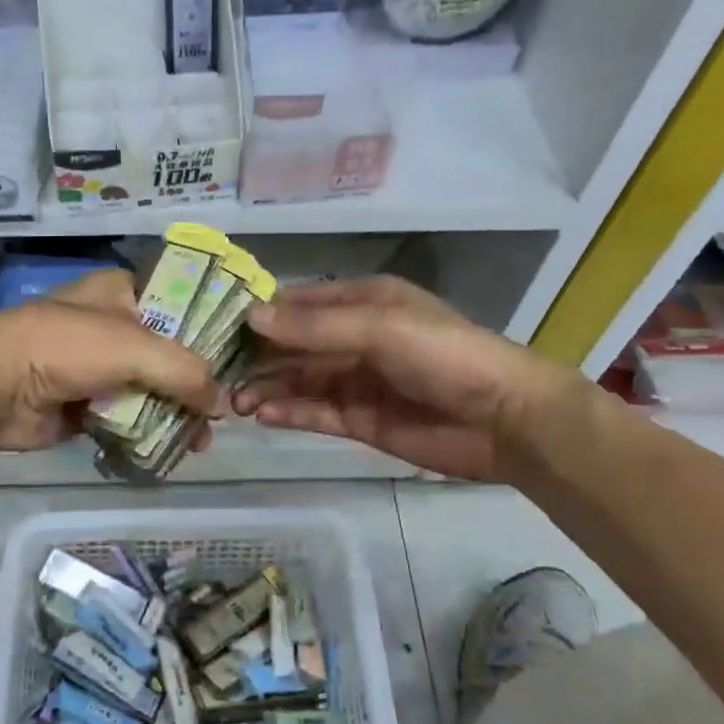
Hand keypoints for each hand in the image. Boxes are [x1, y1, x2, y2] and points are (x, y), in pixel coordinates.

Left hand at [0, 270, 220, 451]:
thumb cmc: (66, 347)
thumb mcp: (136, 348)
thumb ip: (185, 372)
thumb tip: (219, 405)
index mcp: (123, 294)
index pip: (181, 305)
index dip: (211, 333)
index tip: (241, 362)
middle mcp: (114, 327)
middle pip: (169, 356)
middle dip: (195, 387)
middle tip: (222, 416)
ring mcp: (98, 368)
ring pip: (151, 391)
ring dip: (175, 416)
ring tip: (201, 444)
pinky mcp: (86, 405)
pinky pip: (128, 419)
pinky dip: (147, 434)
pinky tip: (172, 452)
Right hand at [232, 276, 580, 481]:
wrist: (504, 419)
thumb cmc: (443, 355)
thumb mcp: (380, 327)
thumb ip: (315, 326)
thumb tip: (252, 316)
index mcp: (363, 302)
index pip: (300, 302)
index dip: (262, 312)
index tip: (219, 325)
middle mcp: (355, 337)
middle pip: (295, 345)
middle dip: (259, 356)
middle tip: (219, 373)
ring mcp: (357, 381)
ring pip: (300, 380)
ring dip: (268, 387)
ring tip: (235, 402)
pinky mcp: (361, 420)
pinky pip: (316, 412)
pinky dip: (289, 412)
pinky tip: (263, 415)